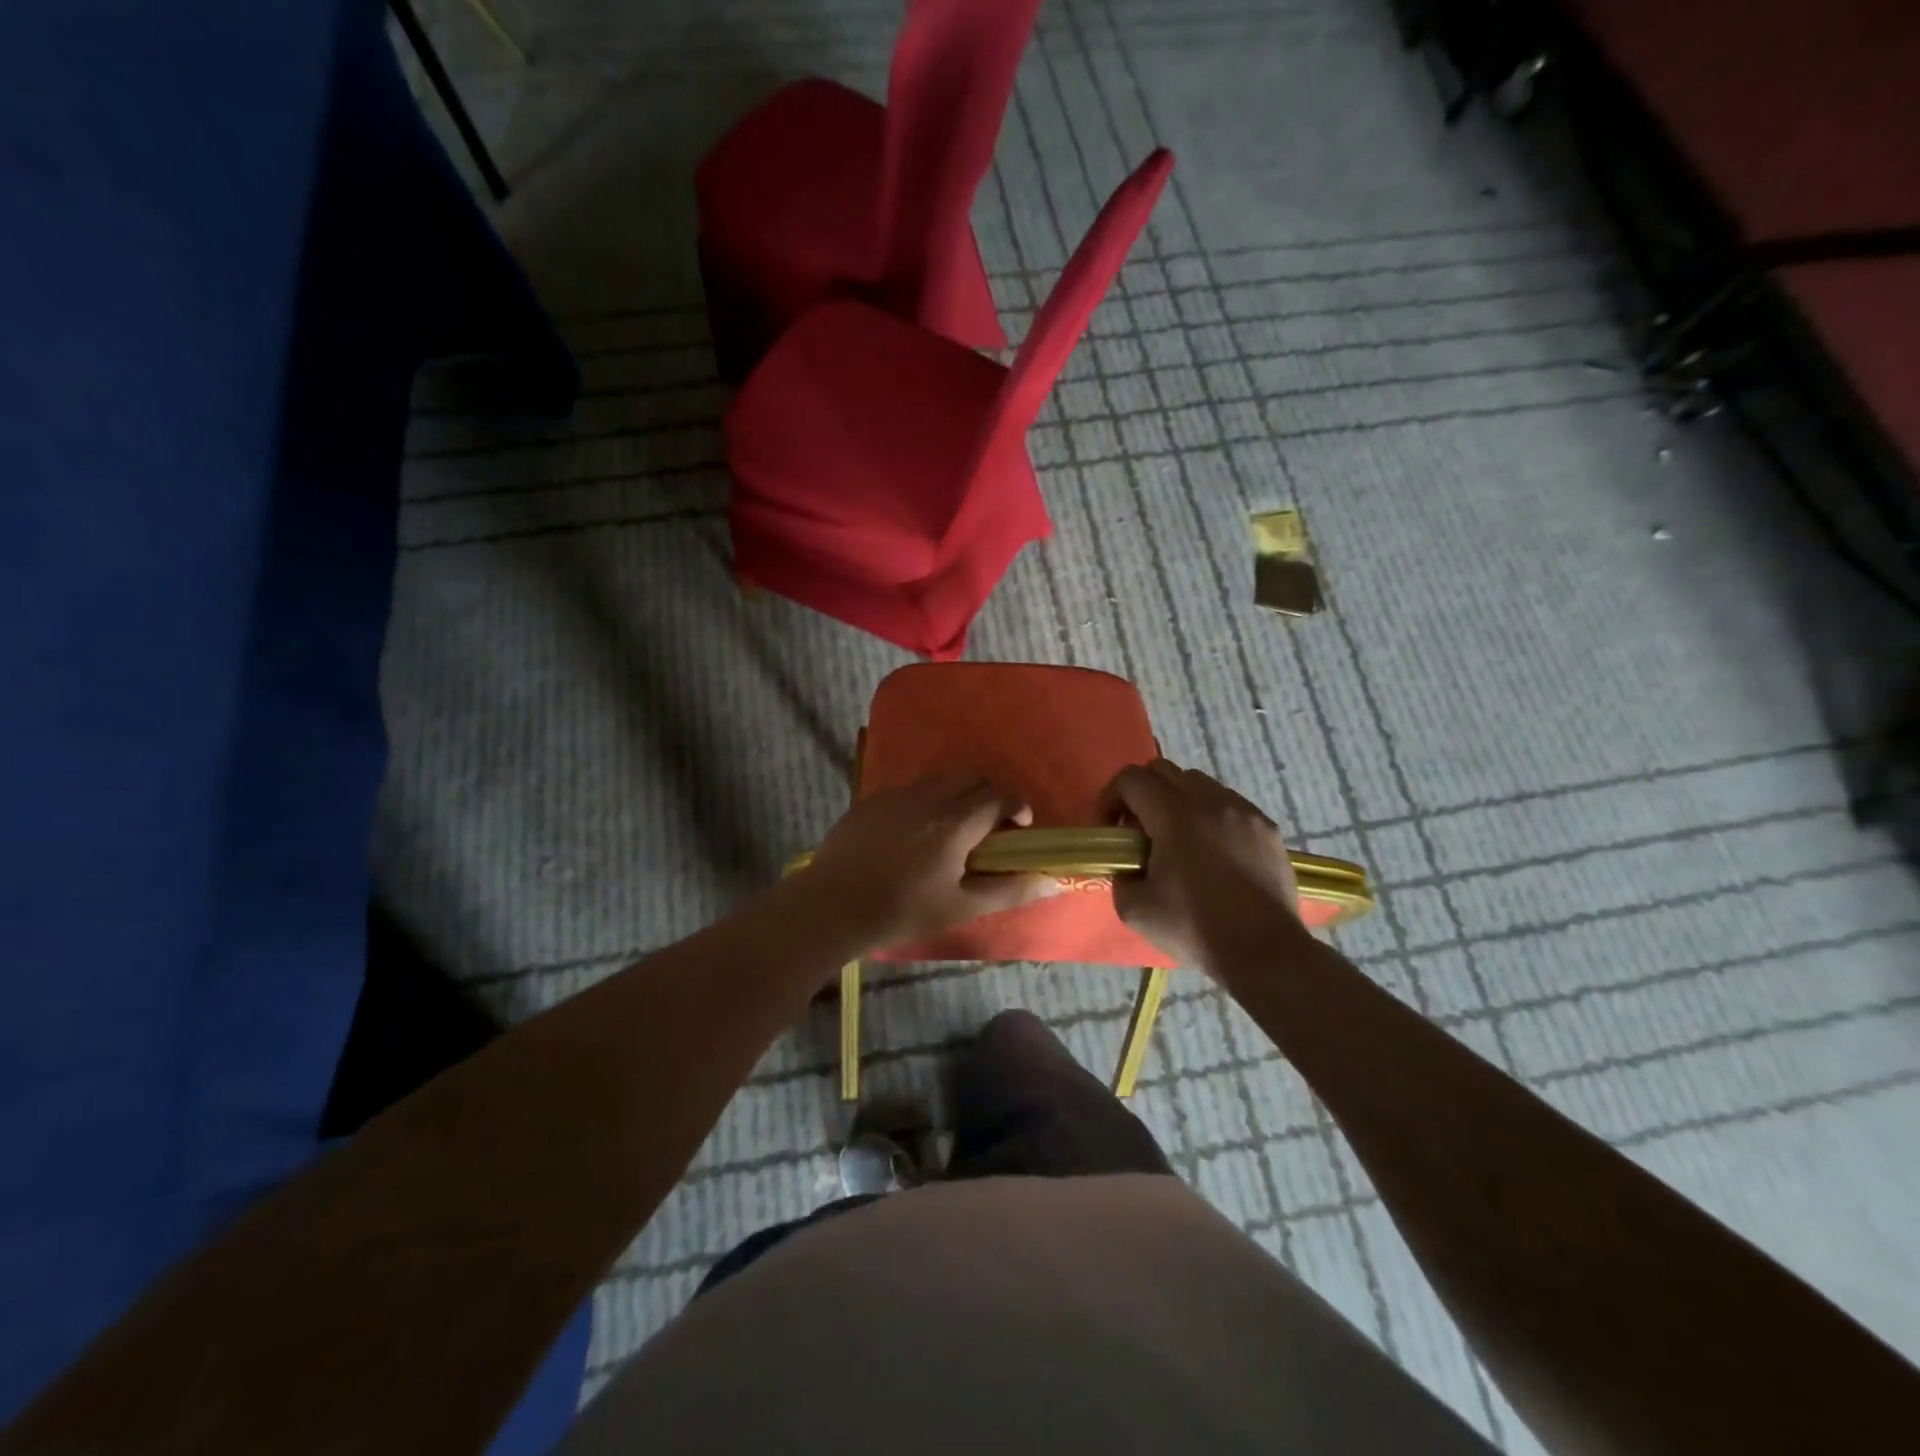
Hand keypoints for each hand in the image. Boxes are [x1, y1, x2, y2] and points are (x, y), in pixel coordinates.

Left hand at [799, 772, 1050, 951]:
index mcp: (955, 822)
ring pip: (941, 777)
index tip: (1020, 827)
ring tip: (955, 826)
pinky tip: (916, 831)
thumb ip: (1009, 890)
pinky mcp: (872, 799)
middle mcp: (929, 797)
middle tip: (991, 826)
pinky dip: (928, 798)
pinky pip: (912, 787)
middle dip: (991, 793)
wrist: (832, 906)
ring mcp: (897, 794)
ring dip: (959, 792)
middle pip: (972, 776)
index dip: (1017, 805)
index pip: (999, 795)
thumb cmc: (902, 910)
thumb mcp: (961, 906)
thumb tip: (1053, 881)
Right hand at [1103, 758, 1301, 966]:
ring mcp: (1243, 811)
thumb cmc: (1195, 927)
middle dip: (1141, 793)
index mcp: (1174, 816)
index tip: (1109, 829)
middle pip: (1163, 770)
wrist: (1264, 950)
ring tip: (1177, 838)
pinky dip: (1210, 815)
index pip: (1131, 779)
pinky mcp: (1267, 827)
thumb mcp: (1134, 909)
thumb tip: (1127, 866)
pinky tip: (1212, 850)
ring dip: (1177, 800)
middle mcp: (1209, 801)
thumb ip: (1120, 876)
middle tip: (1138, 830)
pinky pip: (1229, 803)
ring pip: (1199, 783)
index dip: (1110, 798)